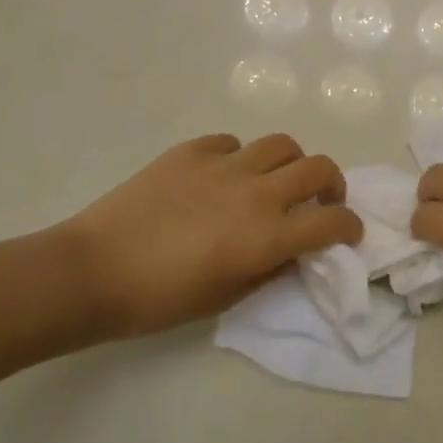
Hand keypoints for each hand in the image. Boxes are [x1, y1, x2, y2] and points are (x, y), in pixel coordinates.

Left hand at [58, 134, 360, 341]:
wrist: (92, 271)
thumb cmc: (159, 300)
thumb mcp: (224, 300)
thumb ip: (269, 271)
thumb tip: (293, 252)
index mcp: (267, 235)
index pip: (331, 221)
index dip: (349, 227)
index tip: (349, 232)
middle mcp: (256, 192)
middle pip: (318, 167)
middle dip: (332, 184)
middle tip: (320, 200)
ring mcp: (224, 164)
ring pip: (281, 144)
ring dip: (290, 163)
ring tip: (275, 179)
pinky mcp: (193, 150)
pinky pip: (232, 142)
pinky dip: (240, 156)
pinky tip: (222, 175)